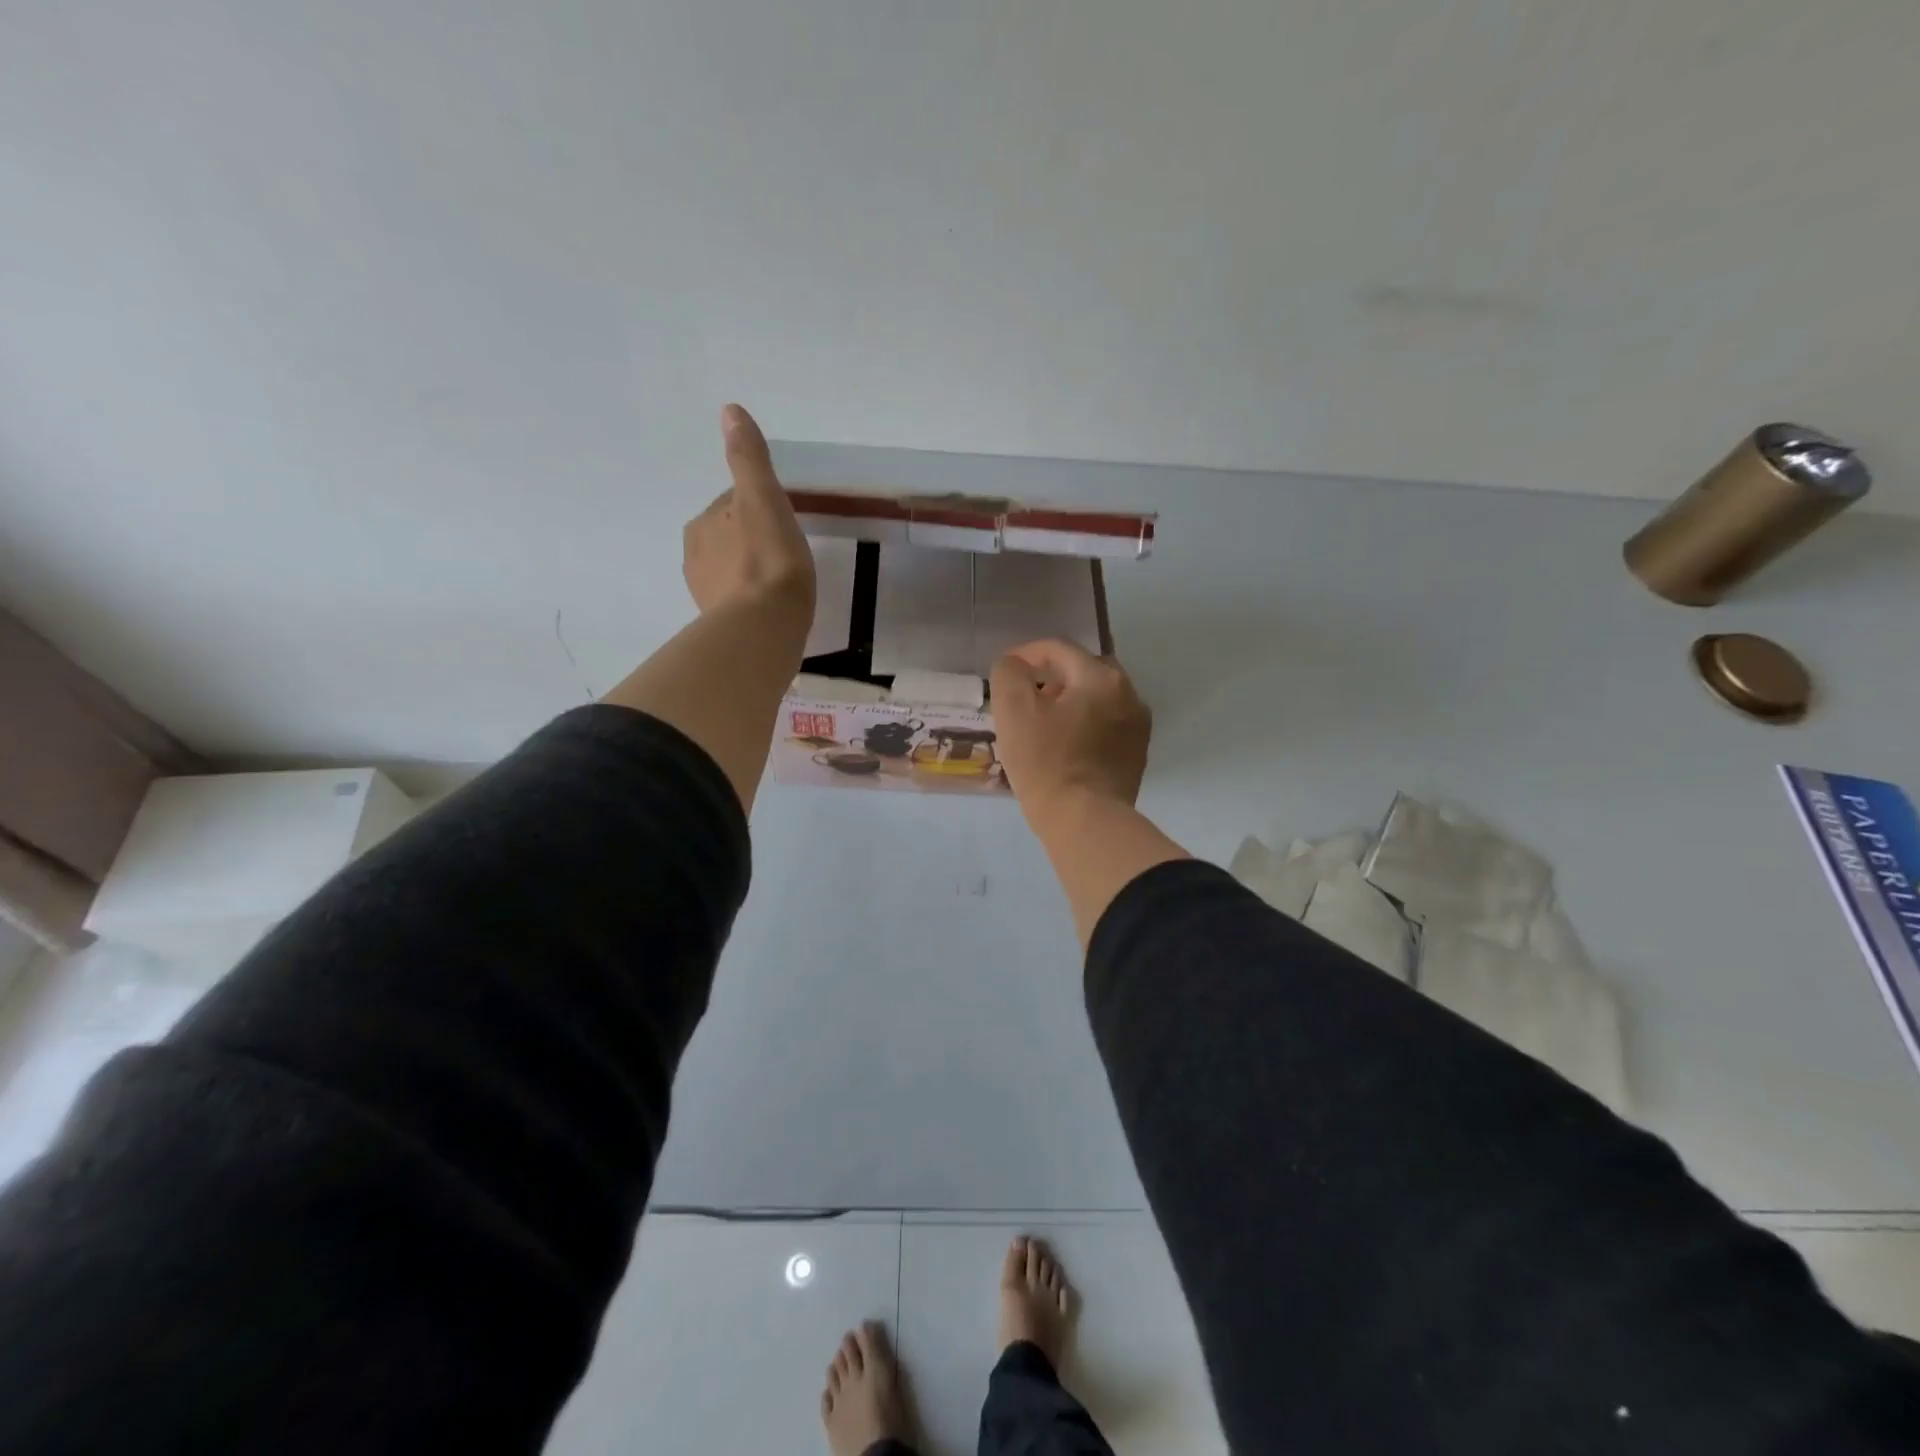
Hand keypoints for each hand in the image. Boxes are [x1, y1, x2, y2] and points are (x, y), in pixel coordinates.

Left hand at [683, 404, 815, 618]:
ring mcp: (706, 594)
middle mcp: (695, 557)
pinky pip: (737, 603)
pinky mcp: (720, 625)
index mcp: (703, 524)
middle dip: (752, 540)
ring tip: (781, 584)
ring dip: (751, 572)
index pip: (732, 504)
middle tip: (787, 553)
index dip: (760, 508)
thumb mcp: (763, 499)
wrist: (763, 629)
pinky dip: (752, 601)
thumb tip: (729, 410)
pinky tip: (772, 609)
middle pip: (729, 538)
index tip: (784, 520)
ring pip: (732, 571)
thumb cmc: (769, 561)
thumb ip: (748, 459)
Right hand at [990, 639, 1151, 824]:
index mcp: (1101, 676)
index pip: (1059, 648)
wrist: (1085, 821)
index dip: (1027, 653)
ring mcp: (1137, 726)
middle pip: (1083, 669)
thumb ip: (1009, 673)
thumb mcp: (1013, 710)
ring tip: (1043, 722)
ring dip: (1070, 700)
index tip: (1005, 671)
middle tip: (1026, 696)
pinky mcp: (1136, 754)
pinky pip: (1107, 724)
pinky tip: (1064, 745)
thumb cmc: (1046, 762)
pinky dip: (1085, 724)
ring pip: (1098, 697)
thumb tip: (1015, 665)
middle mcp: (1129, 693)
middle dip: (1053, 675)